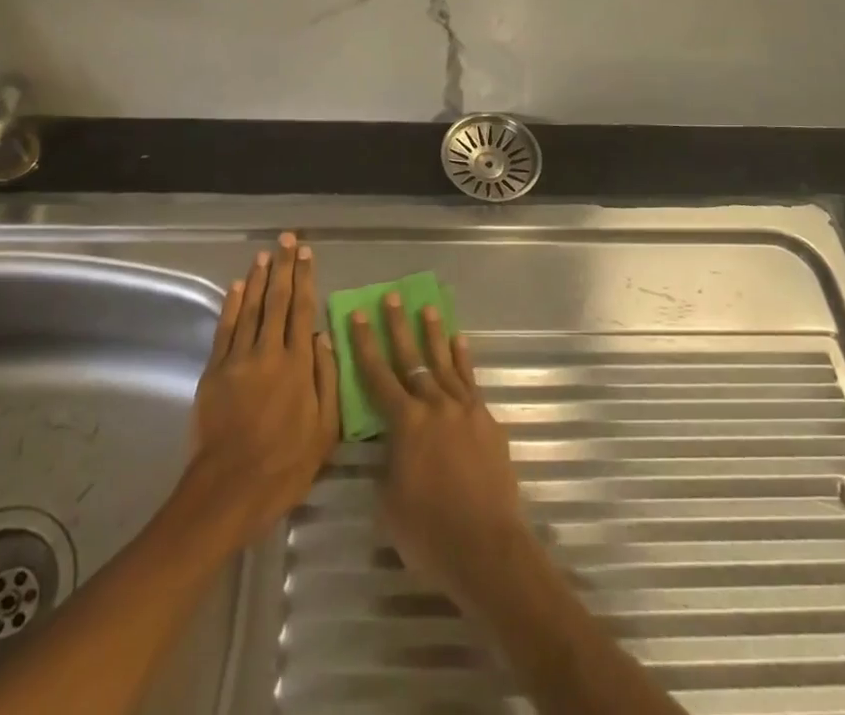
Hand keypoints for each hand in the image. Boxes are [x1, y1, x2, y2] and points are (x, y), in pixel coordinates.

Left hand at [189, 233, 337, 543]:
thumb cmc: (285, 466)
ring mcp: (238, 360)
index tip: (306, 253)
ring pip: (251, 308)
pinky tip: (238, 287)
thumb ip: (326, 378)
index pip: (303, 309)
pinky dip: (232, 305)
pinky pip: (225, 330)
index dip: (305, 278)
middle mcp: (269, 352)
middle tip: (286, 239)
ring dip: (259, 279)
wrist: (228, 490)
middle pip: (277, 301)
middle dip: (283, 267)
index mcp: (298, 365)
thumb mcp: (325, 430)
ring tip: (265, 254)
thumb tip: (323, 336)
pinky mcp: (214, 372)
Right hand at [349, 293, 530, 608]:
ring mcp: (464, 410)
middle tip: (392, 297)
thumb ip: (388, 464)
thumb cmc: (429, 533)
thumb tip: (390, 446)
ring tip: (427, 308)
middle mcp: (435, 406)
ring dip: (434, 335)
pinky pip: (471, 381)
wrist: (487, 547)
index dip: (365, 345)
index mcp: (406, 423)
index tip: (357, 315)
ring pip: (444, 363)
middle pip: (412, 359)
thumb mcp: (390, 502)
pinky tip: (459, 342)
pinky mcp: (487, 421)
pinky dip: (463, 359)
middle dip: (398, 327)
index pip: (378, 376)